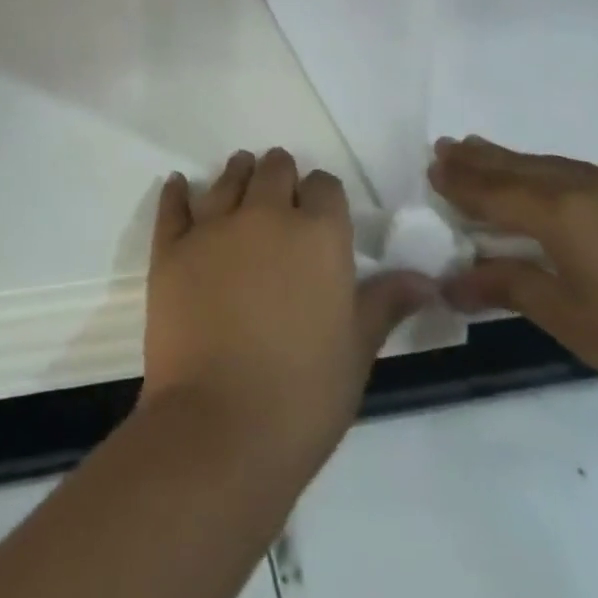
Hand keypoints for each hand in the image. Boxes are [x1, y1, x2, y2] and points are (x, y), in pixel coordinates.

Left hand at [143, 149, 432, 468]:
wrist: (220, 429)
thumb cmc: (304, 395)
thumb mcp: (357, 350)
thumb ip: (386, 303)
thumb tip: (426, 281)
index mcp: (318, 234)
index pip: (325, 185)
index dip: (323, 197)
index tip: (320, 216)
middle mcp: (266, 214)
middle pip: (274, 168)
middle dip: (281, 177)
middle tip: (279, 199)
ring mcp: (213, 227)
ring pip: (228, 177)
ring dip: (238, 175)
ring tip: (240, 181)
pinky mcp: (171, 248)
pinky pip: (173, 205)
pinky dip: (177, 193)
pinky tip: (179, 186)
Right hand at [429, 136, 597, 439]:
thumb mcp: (570, 321)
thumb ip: (509, 287)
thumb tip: (453, 281)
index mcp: (561, 214)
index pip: (494, 191)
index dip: (460, 181)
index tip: (430, 166)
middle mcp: (587, 186)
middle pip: (519, 167)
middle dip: (479, 159)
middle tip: (445, 147)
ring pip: (551, 165)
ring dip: (513, 160)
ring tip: (483, 152)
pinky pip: (582, 173)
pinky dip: (549, 171)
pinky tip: (546, 181)